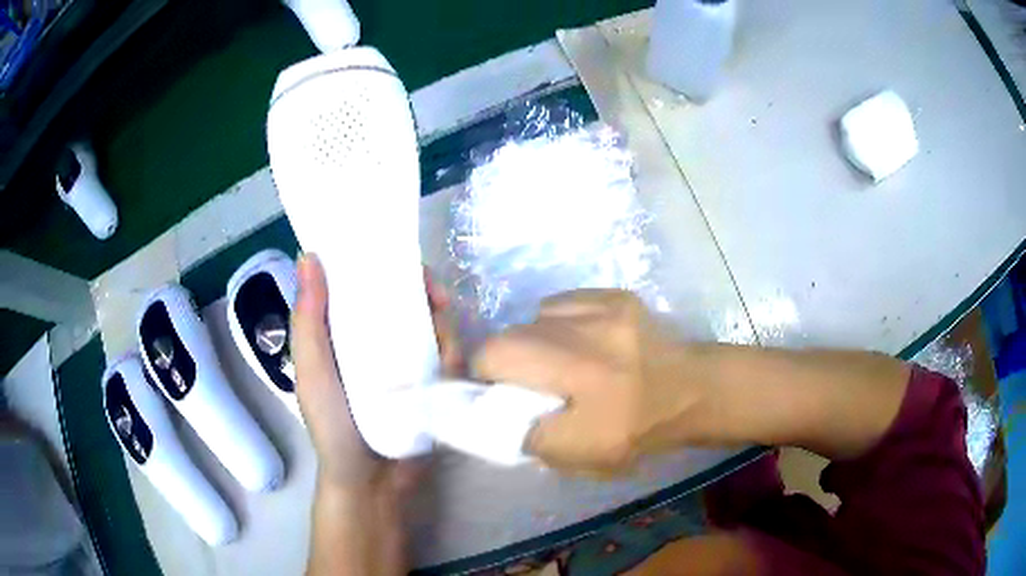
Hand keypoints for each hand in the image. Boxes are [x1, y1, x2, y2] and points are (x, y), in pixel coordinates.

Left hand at [291, 254, 458, 492]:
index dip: (383, 266)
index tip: (400, 260)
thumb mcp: (313, 371)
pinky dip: (456, 354)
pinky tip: (453, 363)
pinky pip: (452, 360)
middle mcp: (379, 344)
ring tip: (446, 335)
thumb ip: (308, 319)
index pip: (366, 287)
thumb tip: (309, 255)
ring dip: (445, 324)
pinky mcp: (434, 388)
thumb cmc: (333, 426)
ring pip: (435, 328)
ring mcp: (410, 366)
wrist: (371, 482)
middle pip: (408, 302)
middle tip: (439, 299)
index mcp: (346, 335)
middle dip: (427, 292)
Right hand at [472, 289, 707, 475]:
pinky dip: (560, 323)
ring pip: (537, 318)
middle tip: (530, 384)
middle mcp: (587, 330)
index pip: (495, 355)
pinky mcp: (615, 294)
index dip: (485, 374)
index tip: (498, 393)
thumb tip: (493, 413)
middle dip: (509, 361)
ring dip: (536, 341)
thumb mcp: (578, 456)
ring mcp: (603, 305)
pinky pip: (565, 303)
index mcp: (579, 373)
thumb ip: (527, 435)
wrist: (691, 393)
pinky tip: (581, 341)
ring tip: (560, 362)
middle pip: (512, 334)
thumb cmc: (637, 431)